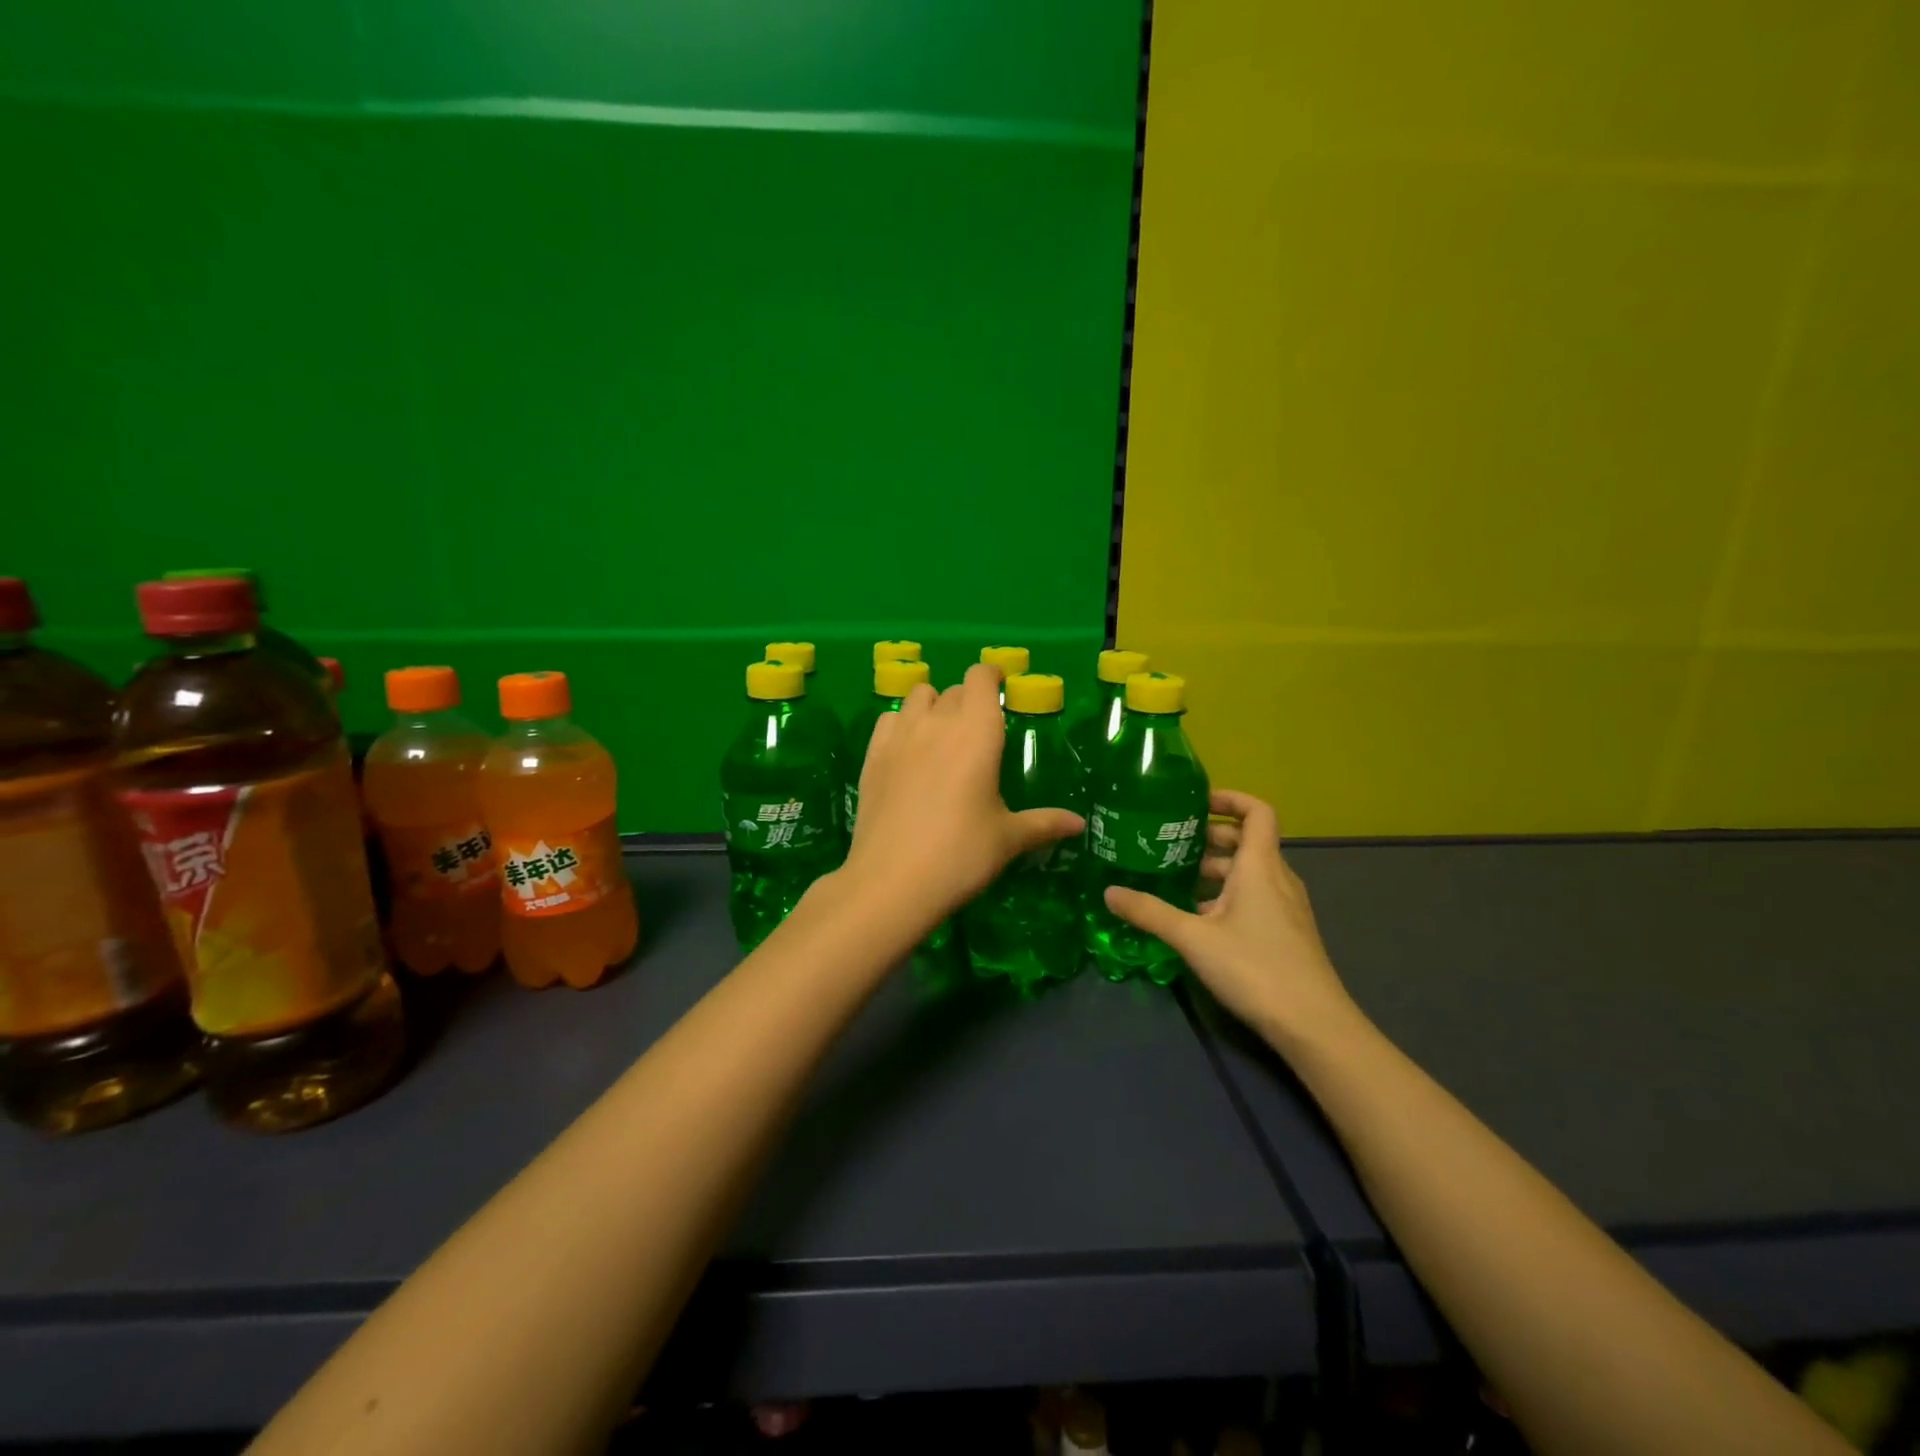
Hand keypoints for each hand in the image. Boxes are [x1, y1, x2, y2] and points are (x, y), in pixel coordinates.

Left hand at [844, 663, 1082, 921]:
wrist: (892, 881)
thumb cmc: (961, 855)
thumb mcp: (1008, 839)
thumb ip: (1044, 823)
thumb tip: (1079, 824)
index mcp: (978, 733)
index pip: (981, 678)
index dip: (991, 676)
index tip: (1000, 688)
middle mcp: (938, 722)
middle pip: (954, 690)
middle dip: (969, 700)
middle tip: (979, 732)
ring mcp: (900, 736)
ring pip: (917, 697)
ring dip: (934, 706)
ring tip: (942, 736)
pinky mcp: (872, 755)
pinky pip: (889, 719)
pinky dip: (903, 723)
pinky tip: (909, 750)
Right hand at [1104, 790, 1359, 1053]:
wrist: (1313, 1025)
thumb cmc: (1255, 968)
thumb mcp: (1193, 938)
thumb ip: (1150, 912)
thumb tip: (1109, 892)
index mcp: (1260, 866)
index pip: (1256, 811)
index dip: (1229, 798)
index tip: (1195, 803)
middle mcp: (1277, 877)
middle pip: (1246, 840)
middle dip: (1209, 836)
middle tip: (1168, 841)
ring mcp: (1285, 906)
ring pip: (1248, 871)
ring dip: (1214, 868)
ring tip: (1173, 877)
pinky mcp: (1285, 931)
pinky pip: (1253, 895)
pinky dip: (1225, 894)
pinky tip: (1196, 917)